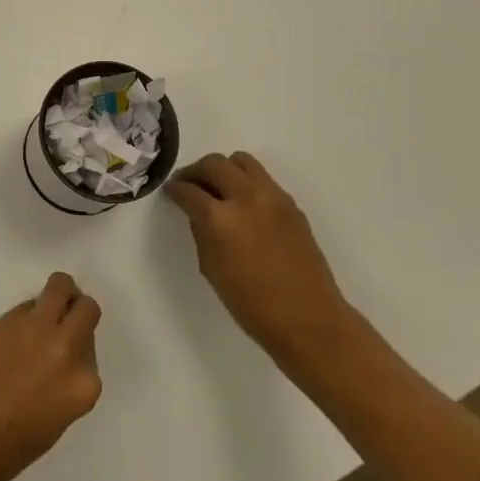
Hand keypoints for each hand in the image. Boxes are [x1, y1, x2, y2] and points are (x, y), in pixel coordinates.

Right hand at [167, 151, 351, 355]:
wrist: (308, 319)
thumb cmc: (252, 304)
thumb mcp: (211, 269)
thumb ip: (201, 233)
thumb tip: (199, 213)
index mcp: (220, 218)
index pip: (188, 190)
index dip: (175, 188)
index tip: (171, 191)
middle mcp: (246, 198)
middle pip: (214, 163)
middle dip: (196, 171)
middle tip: (190, 184)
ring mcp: (272, 197)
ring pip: (242, 161)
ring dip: (224, 169)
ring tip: (219, 188)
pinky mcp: (291, 203)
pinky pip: (263, 179)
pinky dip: (247, 183)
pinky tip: (244, 205)